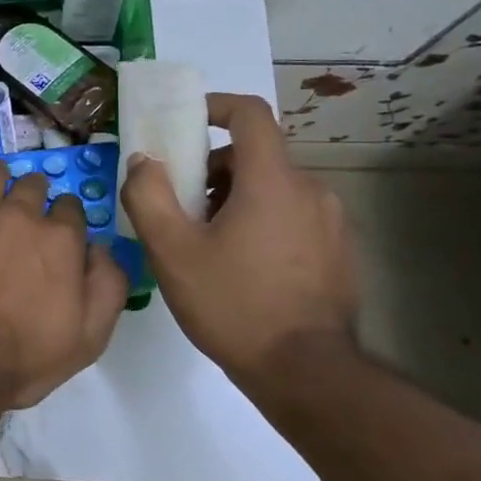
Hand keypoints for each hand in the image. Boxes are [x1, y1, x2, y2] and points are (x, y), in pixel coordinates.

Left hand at [0, 159, 129, 408]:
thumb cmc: (24, 357)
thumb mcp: (90, 337)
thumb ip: (108, 284)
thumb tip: (101, 248)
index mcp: (59, 238)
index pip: (71, 206)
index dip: (65, 220)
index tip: (57, 234)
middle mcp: (18, 214)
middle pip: (32, 184)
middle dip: (33, 196)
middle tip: (22, 218)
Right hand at [120, 92, 357, 382]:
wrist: (306, 373)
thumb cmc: (233, 304)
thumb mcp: (172, 251)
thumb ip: (148, 195)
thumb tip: (143, 160)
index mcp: (273, 181)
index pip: (250, 114)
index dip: (215, 106)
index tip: (183, 123)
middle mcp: (310, 190)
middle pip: (255, 155)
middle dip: (211, 168)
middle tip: (180, 206)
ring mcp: (330, 222)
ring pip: (272, 188)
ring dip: (234, 198)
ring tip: (204, 242)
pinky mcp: (338, 252)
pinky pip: (290, 216)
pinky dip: (259, 221)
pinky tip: (238, 266)